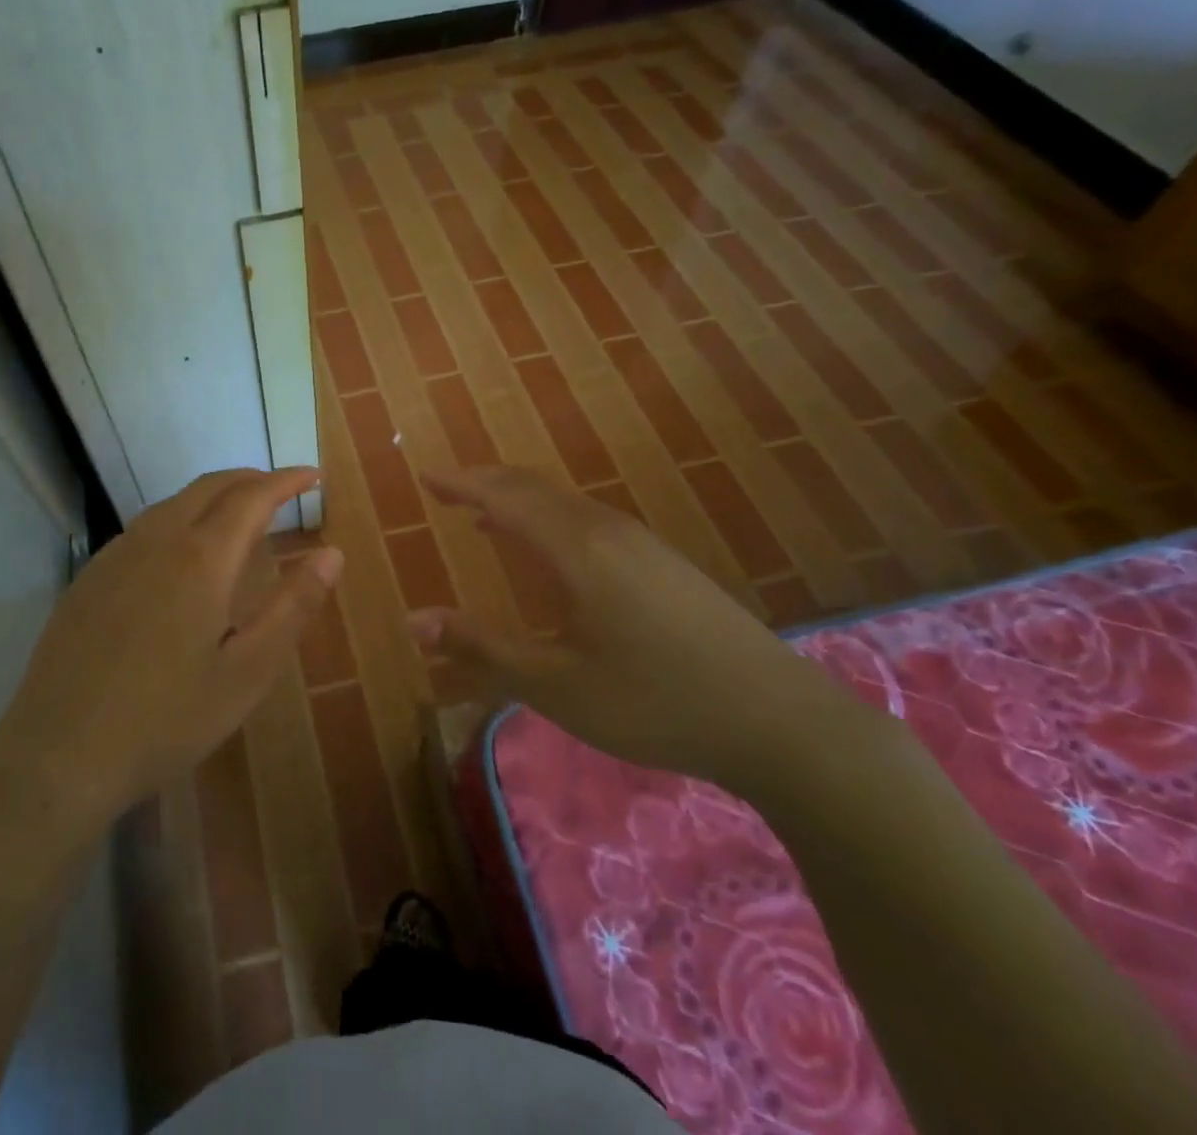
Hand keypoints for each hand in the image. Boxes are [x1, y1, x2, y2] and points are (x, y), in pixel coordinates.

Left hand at [0, 468, 341, 826]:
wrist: (59, 754)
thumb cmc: (167, 718)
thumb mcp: (247, 672)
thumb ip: (293, 607)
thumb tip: (332, 554)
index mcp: (200, 558)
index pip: (252, 496)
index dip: (286, 481)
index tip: (313, 475)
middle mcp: (156, 540)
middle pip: (209, 487)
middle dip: (251, 479)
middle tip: (283, 490)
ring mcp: (115, 555)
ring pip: (173, 503)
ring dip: (213, 496)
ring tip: (240, 516)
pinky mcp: (89, 577)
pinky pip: (144, 527)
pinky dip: (179, 518)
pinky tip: (182, 553)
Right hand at [407, 465, 846, 789]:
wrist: (781, 721)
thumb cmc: (655, 702)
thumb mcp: (557, 685)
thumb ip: (483, 648)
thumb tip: (415, 621)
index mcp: (577, 549)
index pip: (504, 498)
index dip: (461, 484)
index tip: (424, 475)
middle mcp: (607, 530)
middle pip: (534, 489)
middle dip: (485, 484)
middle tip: (446, 488)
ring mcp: (642, 543)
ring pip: (565, 504)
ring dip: (519, 501)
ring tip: (484, 515)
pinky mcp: (664, 563)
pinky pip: (589, 521)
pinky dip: (550, 519)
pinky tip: (551, 551)